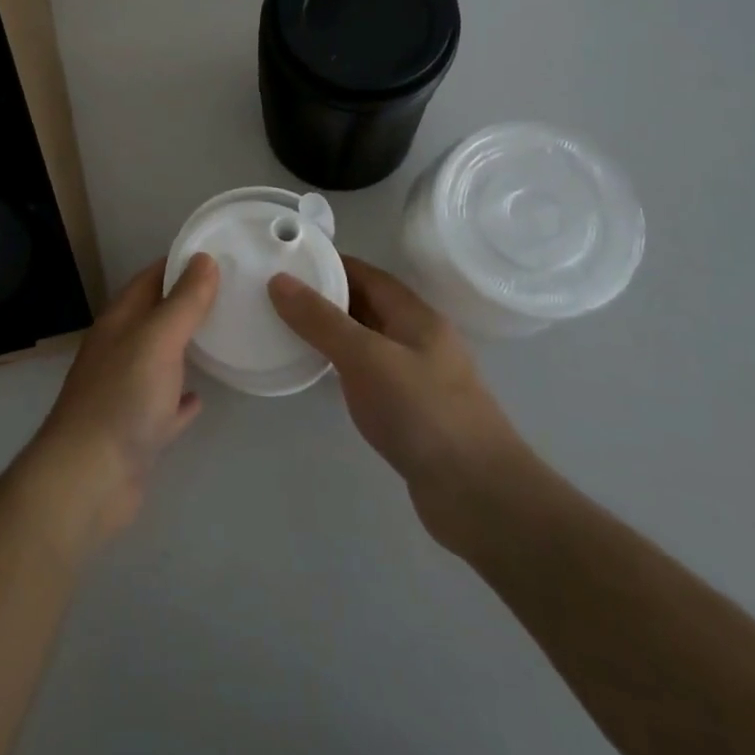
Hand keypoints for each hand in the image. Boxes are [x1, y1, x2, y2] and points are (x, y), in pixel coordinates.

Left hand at [24, 255, 218, 546]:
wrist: (89, 477)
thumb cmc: (123, 397)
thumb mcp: (157, 339)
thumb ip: (182, 301)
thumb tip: (203, 258)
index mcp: (119, 322)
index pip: (149, 279)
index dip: (179, 264)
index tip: (217, 255)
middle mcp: (119, 351)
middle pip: (155, 317)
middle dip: (187, 304)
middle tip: (231, 294)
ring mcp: (125, 392)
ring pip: (160, 359)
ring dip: (185, 348)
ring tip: (223, 337)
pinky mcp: (136, 430)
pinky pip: (163, 405)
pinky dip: (181, 398)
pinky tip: (201, 397)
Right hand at [269, 255, 531, 559]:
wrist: (480, 495)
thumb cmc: (423, 413)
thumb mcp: (366, 357)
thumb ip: (321, 320)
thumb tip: (279, 281)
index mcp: (416, 316)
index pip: (366, 274)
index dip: (327, 263)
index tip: (285, 259)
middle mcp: (419, 339)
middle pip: (366, 305)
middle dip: (324, 296)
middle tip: (275, 294)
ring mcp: (417, 377)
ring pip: (366, 341)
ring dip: (330, 332)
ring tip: (285, 328)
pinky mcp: (411, 411)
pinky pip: (368, 374)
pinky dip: (341, 366)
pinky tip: (317, 374)